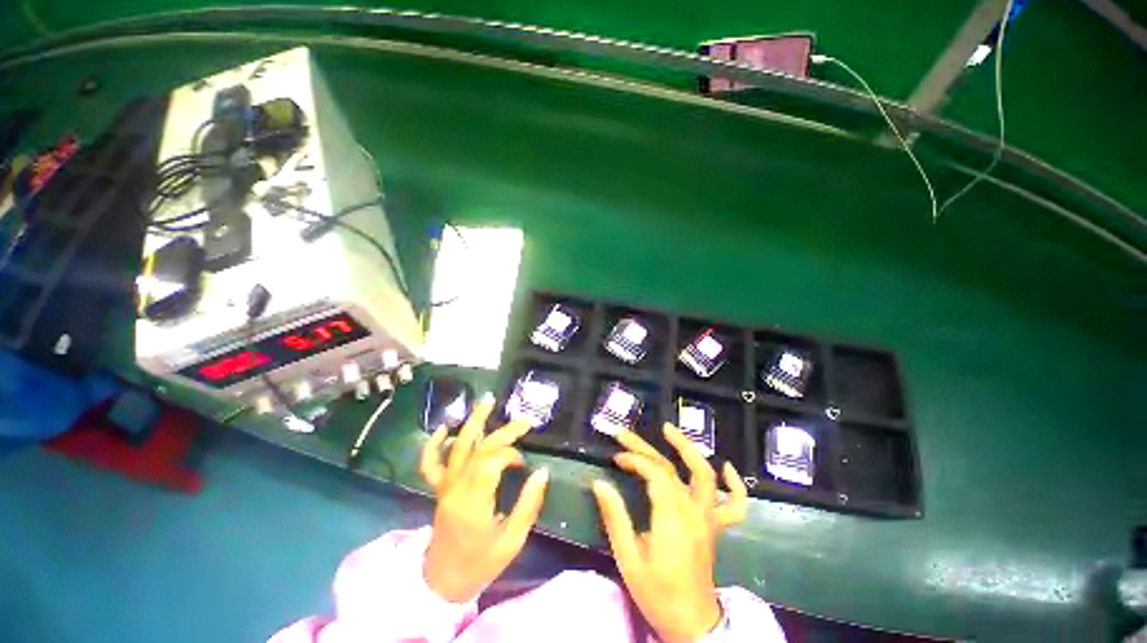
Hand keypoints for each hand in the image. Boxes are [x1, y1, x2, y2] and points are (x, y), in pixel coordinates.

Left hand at [419, 395, 549, 602]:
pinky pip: (430, 464)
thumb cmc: (481, 565)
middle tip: (524, 422)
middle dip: (503, 433)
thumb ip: (527, 506)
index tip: (523, 464)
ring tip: (487, 401)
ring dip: (472, 422)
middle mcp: (456, 490)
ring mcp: (444, 488)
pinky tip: (444, 428)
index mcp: (474, 504)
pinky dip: (433, 444)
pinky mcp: (438, 490)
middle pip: (478, 450)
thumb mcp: (512, 542)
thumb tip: (542, 472)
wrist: (442, 584)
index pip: (490, 462)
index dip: (510, 455)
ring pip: (456, 448)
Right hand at [592, 424, 747, 642]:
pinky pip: (735, 504)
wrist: (690, 624)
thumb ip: (615, 518)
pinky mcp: (716, 527)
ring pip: (705, 475)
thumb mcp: (628, 558)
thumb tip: (599, 483)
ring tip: (669, 429)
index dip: (635, 460)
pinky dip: (734, 484)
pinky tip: (726, 467)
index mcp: (672, 519)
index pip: (656, 473)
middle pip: (672, 467)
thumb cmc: (657, 593)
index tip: (616, 459)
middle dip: (645, 447)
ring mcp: (709, 519)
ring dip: (688, 448)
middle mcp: (694, 512)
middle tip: (623, 435)